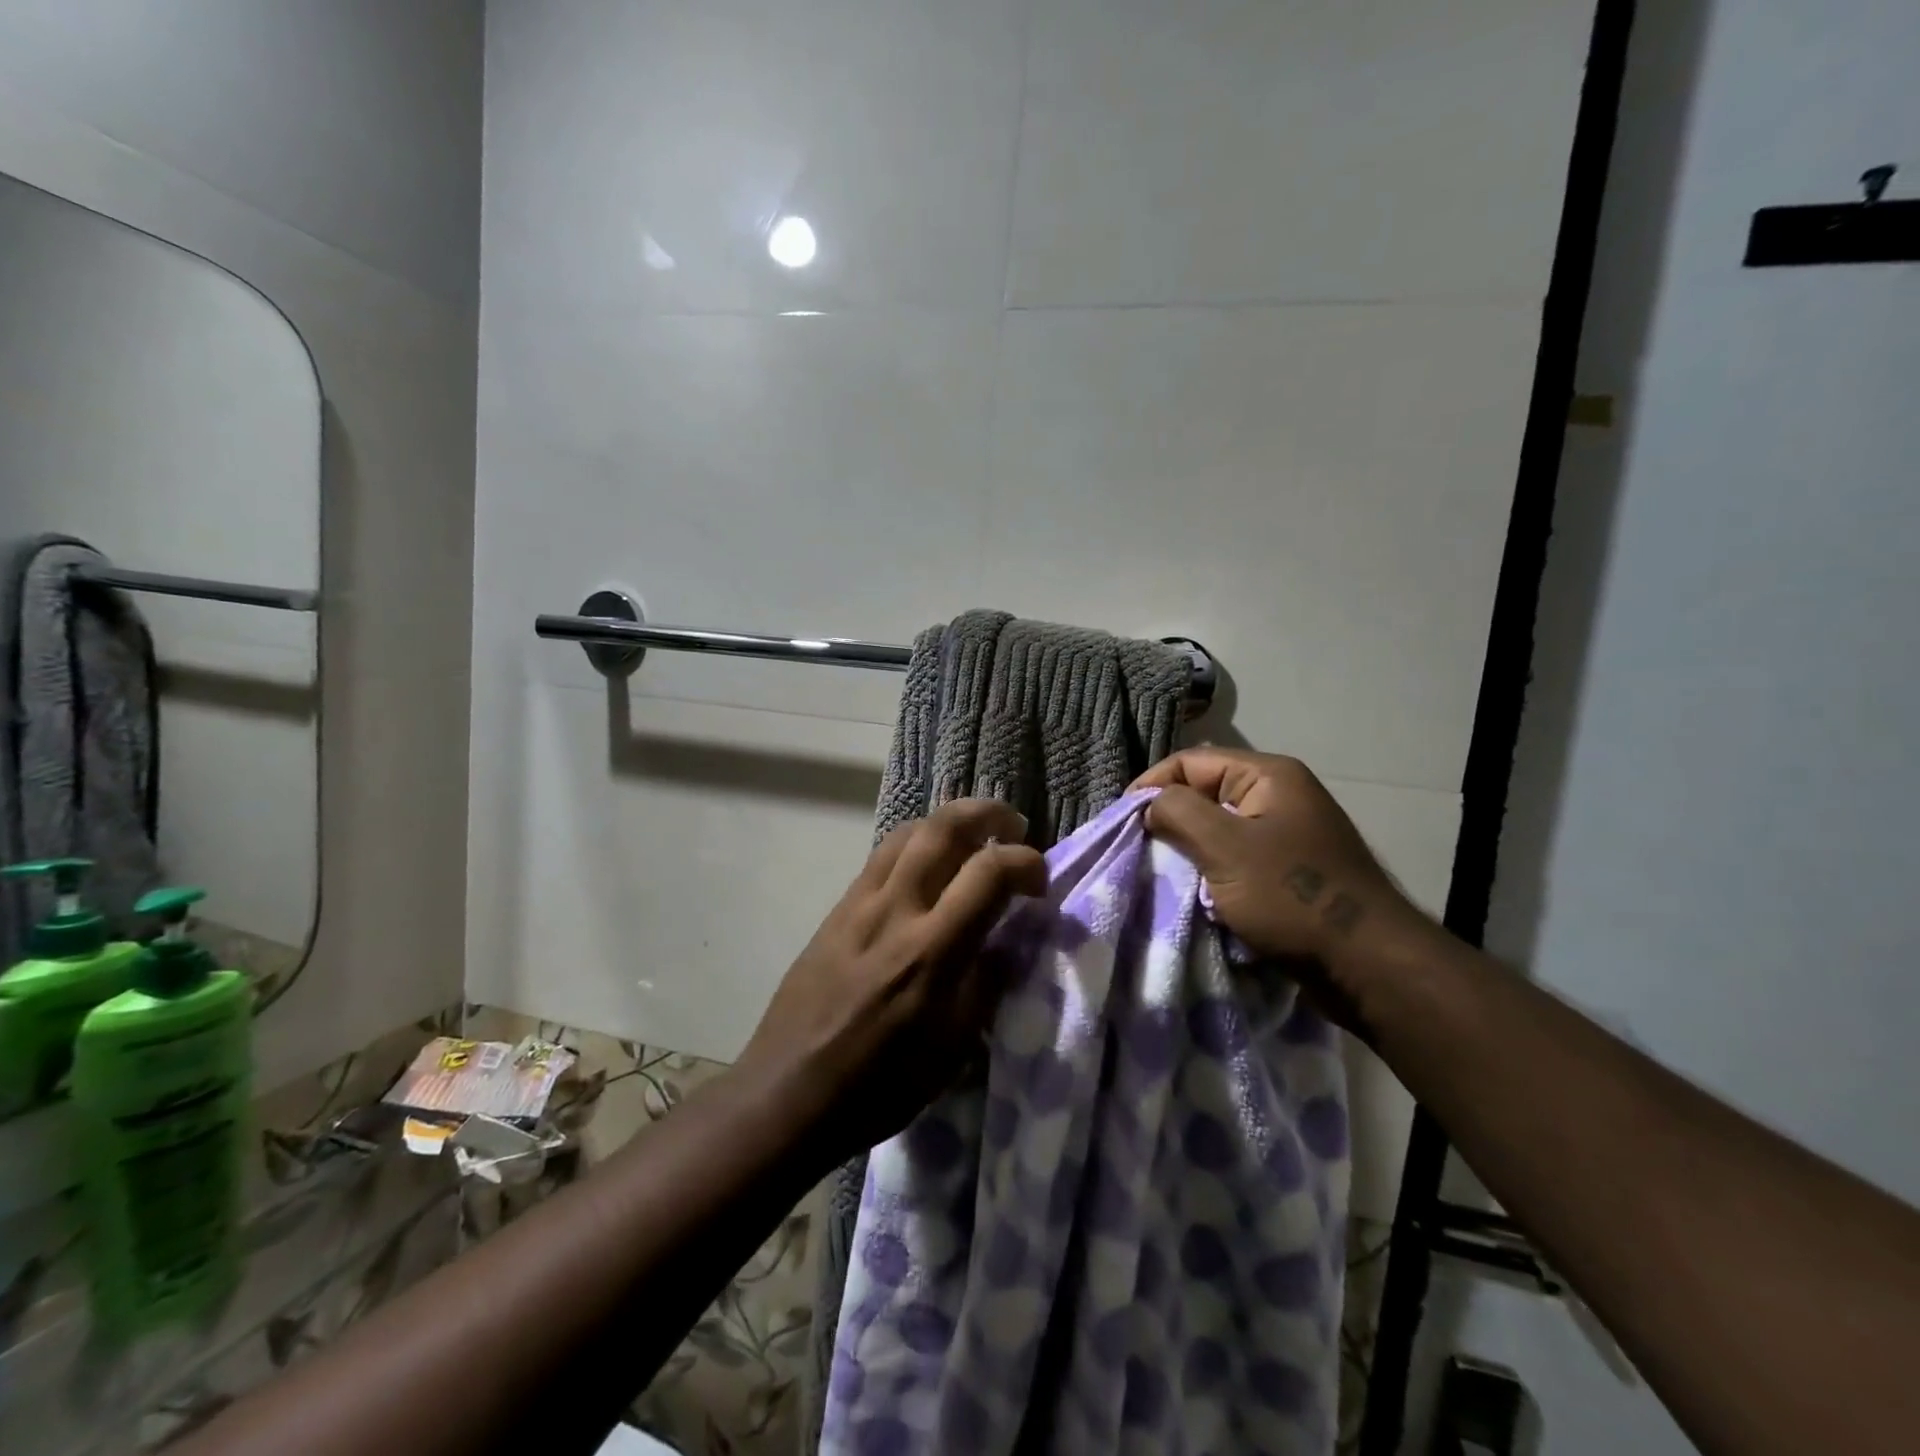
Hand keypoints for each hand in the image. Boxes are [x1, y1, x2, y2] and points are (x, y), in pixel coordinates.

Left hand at [738, 799, 1047, 1160]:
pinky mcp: (836, 909)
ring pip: (908, 832)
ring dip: (949, 821)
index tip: (1040, 881)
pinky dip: (915, 844)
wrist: (787, 1092)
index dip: (1026, 863)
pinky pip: (881, 856)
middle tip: (1013, 827)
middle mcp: (895, 910)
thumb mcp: (951, 1051)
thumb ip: (986, 985)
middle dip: (987, 814)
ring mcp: (859, 903)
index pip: (989, 873)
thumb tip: (1011, 941)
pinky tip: (926, 865)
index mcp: (931, 952)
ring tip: (973, 836)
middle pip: (943, 828)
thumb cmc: (878, 1085)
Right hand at [1132, 749, 1440, 1029]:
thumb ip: (1179, 813)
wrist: (1368, 966)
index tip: (1123, 821)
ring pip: (1218, 829)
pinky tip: (1193, 891)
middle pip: (1204, 792)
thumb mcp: (1226, 848)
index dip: (1152, 785)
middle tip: (1138, 848)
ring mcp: (1286, 835)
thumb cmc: (1293, 898)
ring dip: (1187, 849)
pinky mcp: (1288, 871)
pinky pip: (1235, 858)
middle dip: (1169, 818)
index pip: (1191, 761)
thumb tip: (1151, 804)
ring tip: (1159, 871)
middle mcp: (1279, 796)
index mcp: (1268, 776)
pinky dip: (1210, 871)